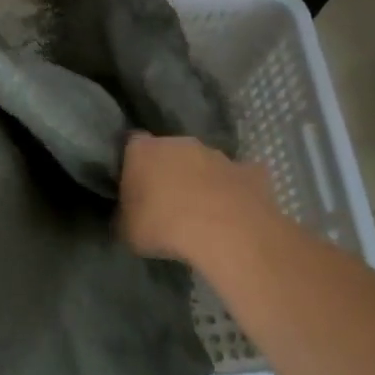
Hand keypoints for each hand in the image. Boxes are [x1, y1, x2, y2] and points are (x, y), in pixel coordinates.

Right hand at [119, 133, 284, 269]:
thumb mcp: (125, 230)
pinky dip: (235, 191)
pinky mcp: (250, 172)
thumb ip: (124, 215)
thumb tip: (126, 215)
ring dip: (202, 180)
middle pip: (170, 150)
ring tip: (202, 212)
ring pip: (204, 162)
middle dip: (168, 169)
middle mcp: (179, 142)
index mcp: (143, 150)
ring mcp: (218, 154)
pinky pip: (238, 178)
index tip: (133, 185)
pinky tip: (235, 213)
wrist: (225, 232)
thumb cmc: (163, 226)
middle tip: (166, 200)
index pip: (131, 145)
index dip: (132, 164)